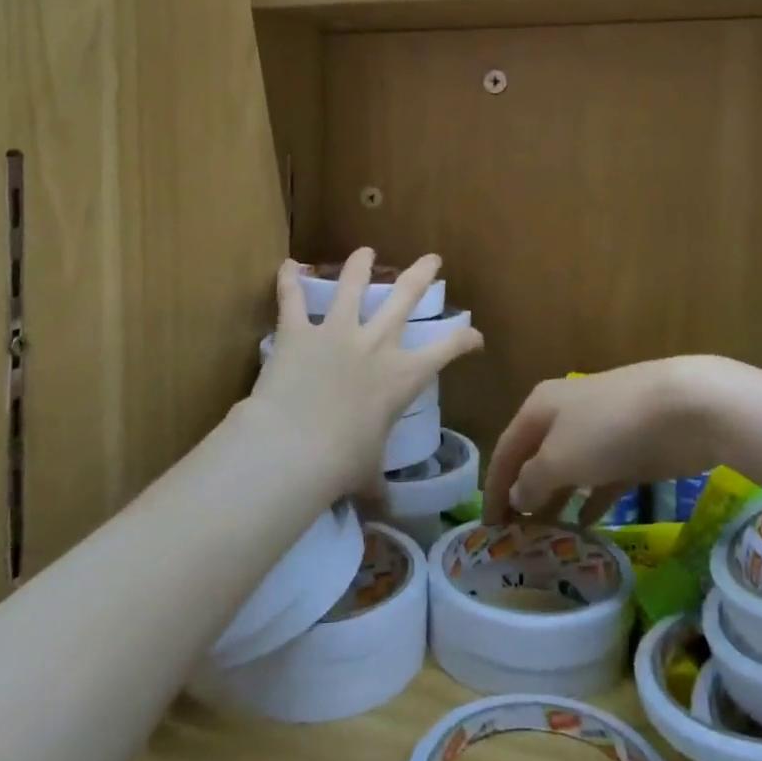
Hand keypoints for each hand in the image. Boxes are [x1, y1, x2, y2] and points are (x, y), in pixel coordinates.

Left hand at [252, 249, 482, 489]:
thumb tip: (383, 510)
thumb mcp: (366, 475)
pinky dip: (288, 281)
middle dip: (420, 275)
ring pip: (352, 286)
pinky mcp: (299, 332)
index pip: (446, 350)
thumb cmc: (342, 464)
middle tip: (431, 259)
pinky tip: (287, 264)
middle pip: (404, 298)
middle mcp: (375, 345)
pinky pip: (292, 300)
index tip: (475, 335)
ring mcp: (336, 332)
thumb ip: (376, 485)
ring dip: (358, 266)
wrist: (295, 448)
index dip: (465, 339)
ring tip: (365, 251)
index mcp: (401, 377)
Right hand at [482, 359, 725, 525]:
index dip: (494, 488)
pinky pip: (600, 479)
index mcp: (539, 408)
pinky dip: (589, 500)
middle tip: (516, 538)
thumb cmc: (609, 429)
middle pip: (534, 458)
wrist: (683, 408)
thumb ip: (533, 479)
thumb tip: (516, 494)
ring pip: (567, 470)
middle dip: (523, 494)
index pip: (506, 450)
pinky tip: (584, 525)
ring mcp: (599, 431)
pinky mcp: (629, 450)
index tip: (488, 528)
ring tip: (544, 538)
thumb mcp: (561, 457)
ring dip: (554, 500)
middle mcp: (564, 415)